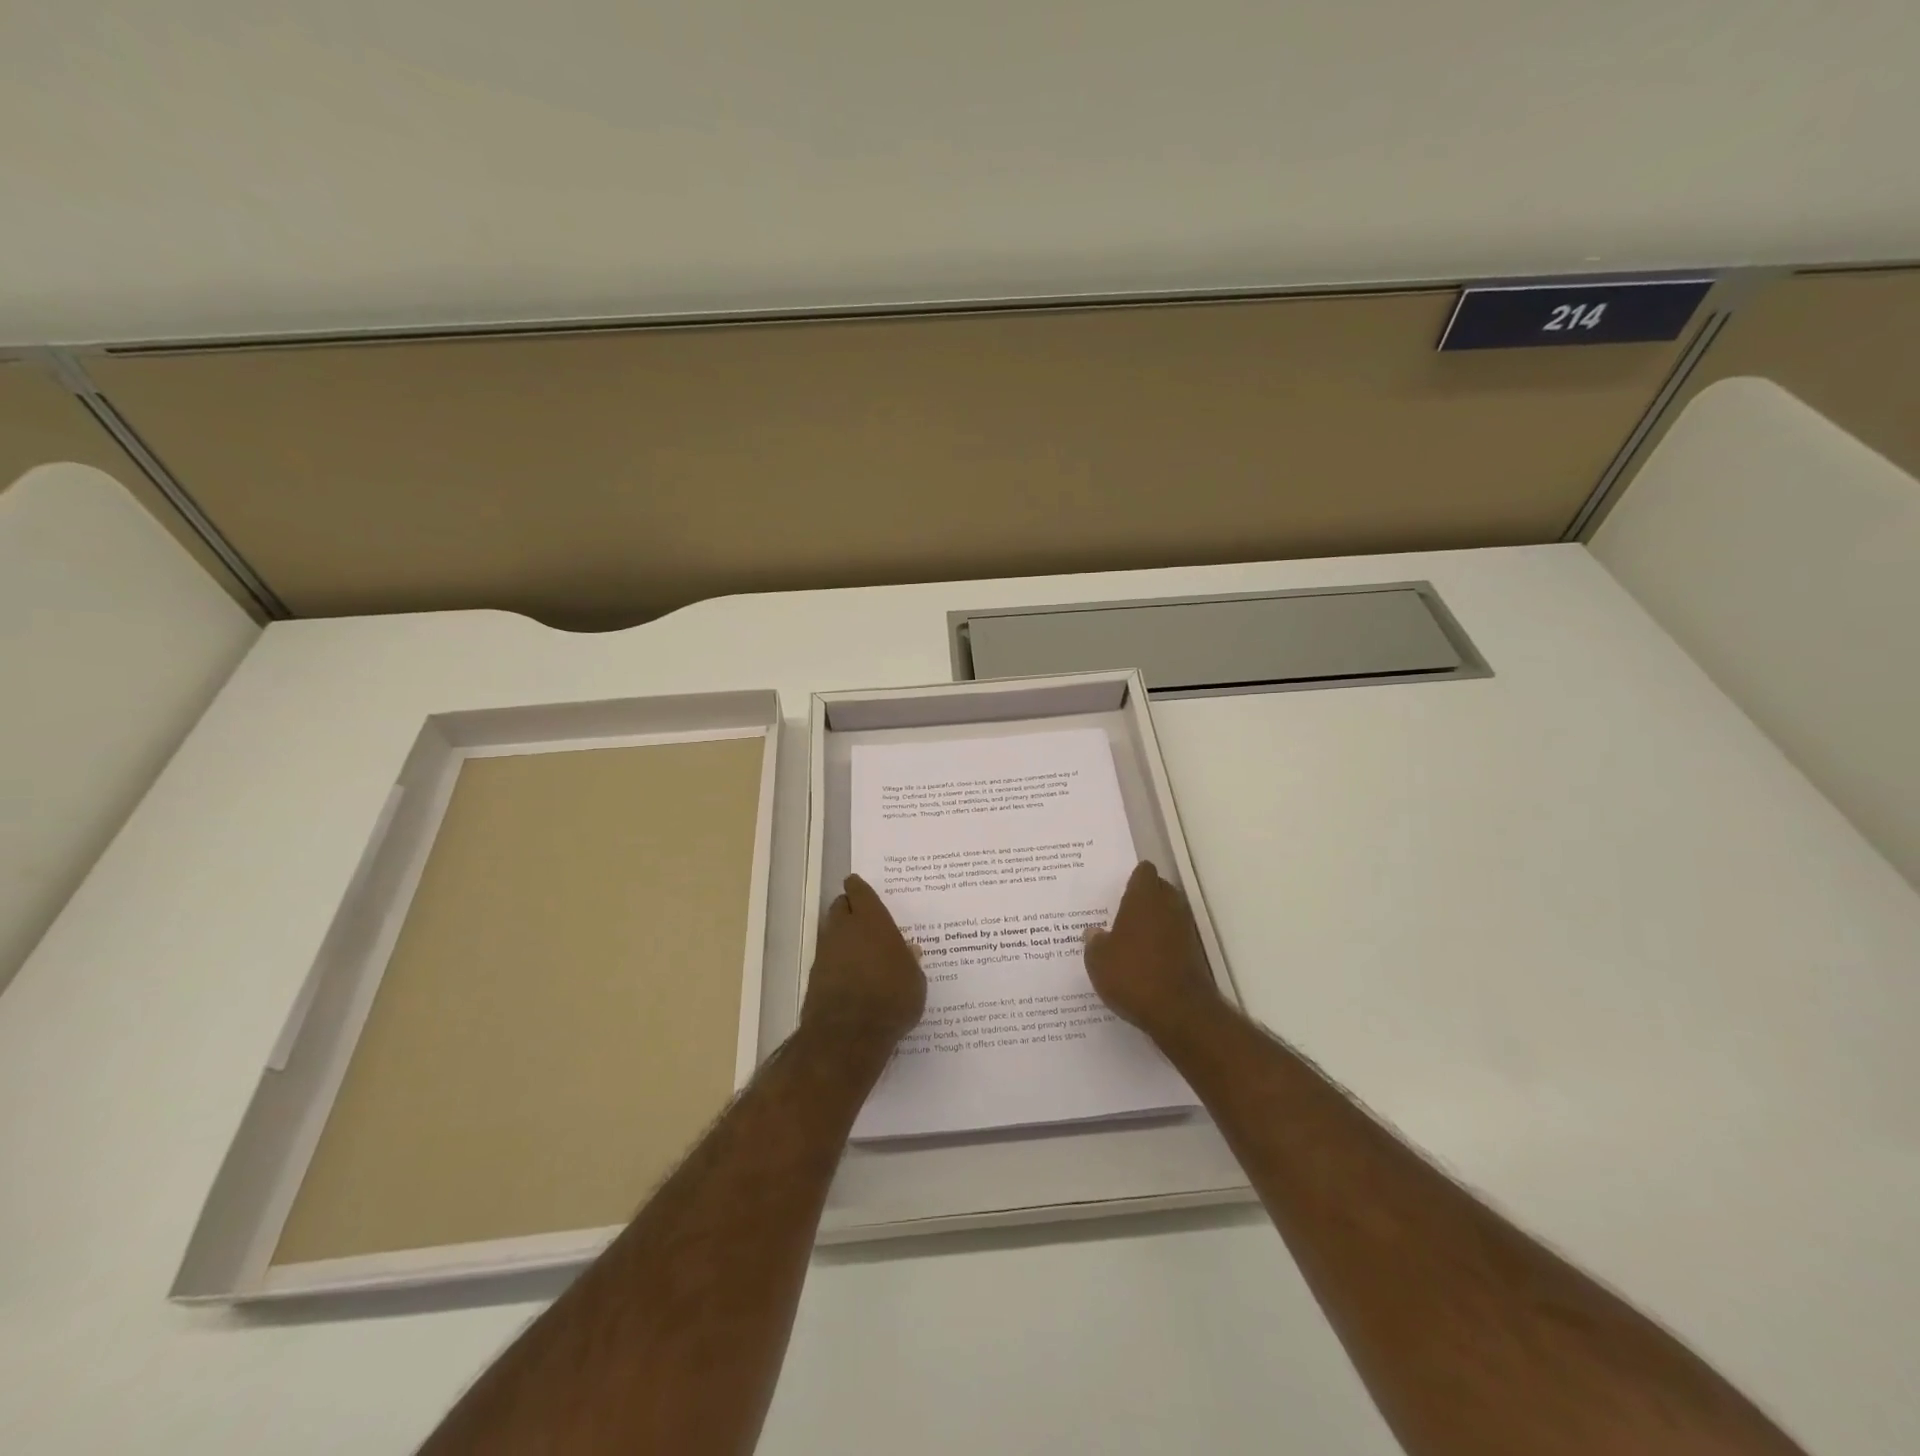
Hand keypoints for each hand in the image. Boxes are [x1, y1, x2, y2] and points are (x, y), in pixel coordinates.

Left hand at [802, 875, 925, 1050]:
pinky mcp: (815, 977)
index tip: (857, 883)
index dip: (858, 887)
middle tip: (862, 915)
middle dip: (849, 908)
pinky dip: (837, 960)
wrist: (848, 1035)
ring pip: (831, 932)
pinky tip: (851, 974)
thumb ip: (910, 962)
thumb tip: (908, 951)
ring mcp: (825, 953)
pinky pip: (828, 958)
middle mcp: (844, 929)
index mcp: (871, 920)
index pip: (859, 891)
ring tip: (859, 947)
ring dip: (842, 935)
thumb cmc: (891, 998)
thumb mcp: (914, 980)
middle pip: (840, 907)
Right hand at [1084, 862, 1225, 1040]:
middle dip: (1145, 897)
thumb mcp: (1098, 960)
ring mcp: (1185, 930)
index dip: (1133, 877)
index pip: (1144, 872)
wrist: (1180, 1012)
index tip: (1120, 887)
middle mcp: (1168, 907)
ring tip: (1131, 938)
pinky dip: (1163, 944)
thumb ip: (1094, 942)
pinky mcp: (1194, 954)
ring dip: (1155, 921)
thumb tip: (1094, 933)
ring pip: (1169, 914)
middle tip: (1122, 911)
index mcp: (1144, 898)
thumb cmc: (1133, 975)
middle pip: (1160, 889)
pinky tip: (1145, 960)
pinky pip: (1175, 938)